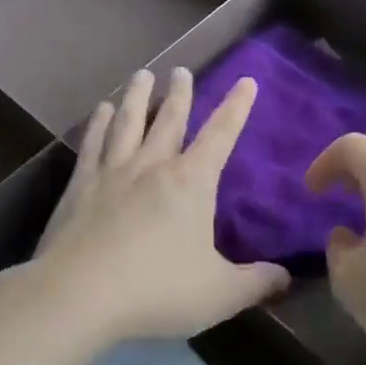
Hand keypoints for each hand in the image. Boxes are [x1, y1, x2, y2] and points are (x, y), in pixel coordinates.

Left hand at [32, 68, 289, 343]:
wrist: (79, 293)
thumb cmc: (157, 290)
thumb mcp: (219, 294)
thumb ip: (256, 283)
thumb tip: (286, 277)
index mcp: (191, 182)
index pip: (221, 135)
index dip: (236, 107)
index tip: (245, 80)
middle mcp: (153, 166)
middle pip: (169, 120)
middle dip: (180, 94)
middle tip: (180, 70)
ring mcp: (113, 172)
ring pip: (128, 122)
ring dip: (136, 96)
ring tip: (141, 74)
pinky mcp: (80, 185)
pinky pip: (93, 143)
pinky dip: (98, 123)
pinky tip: (100, 109)